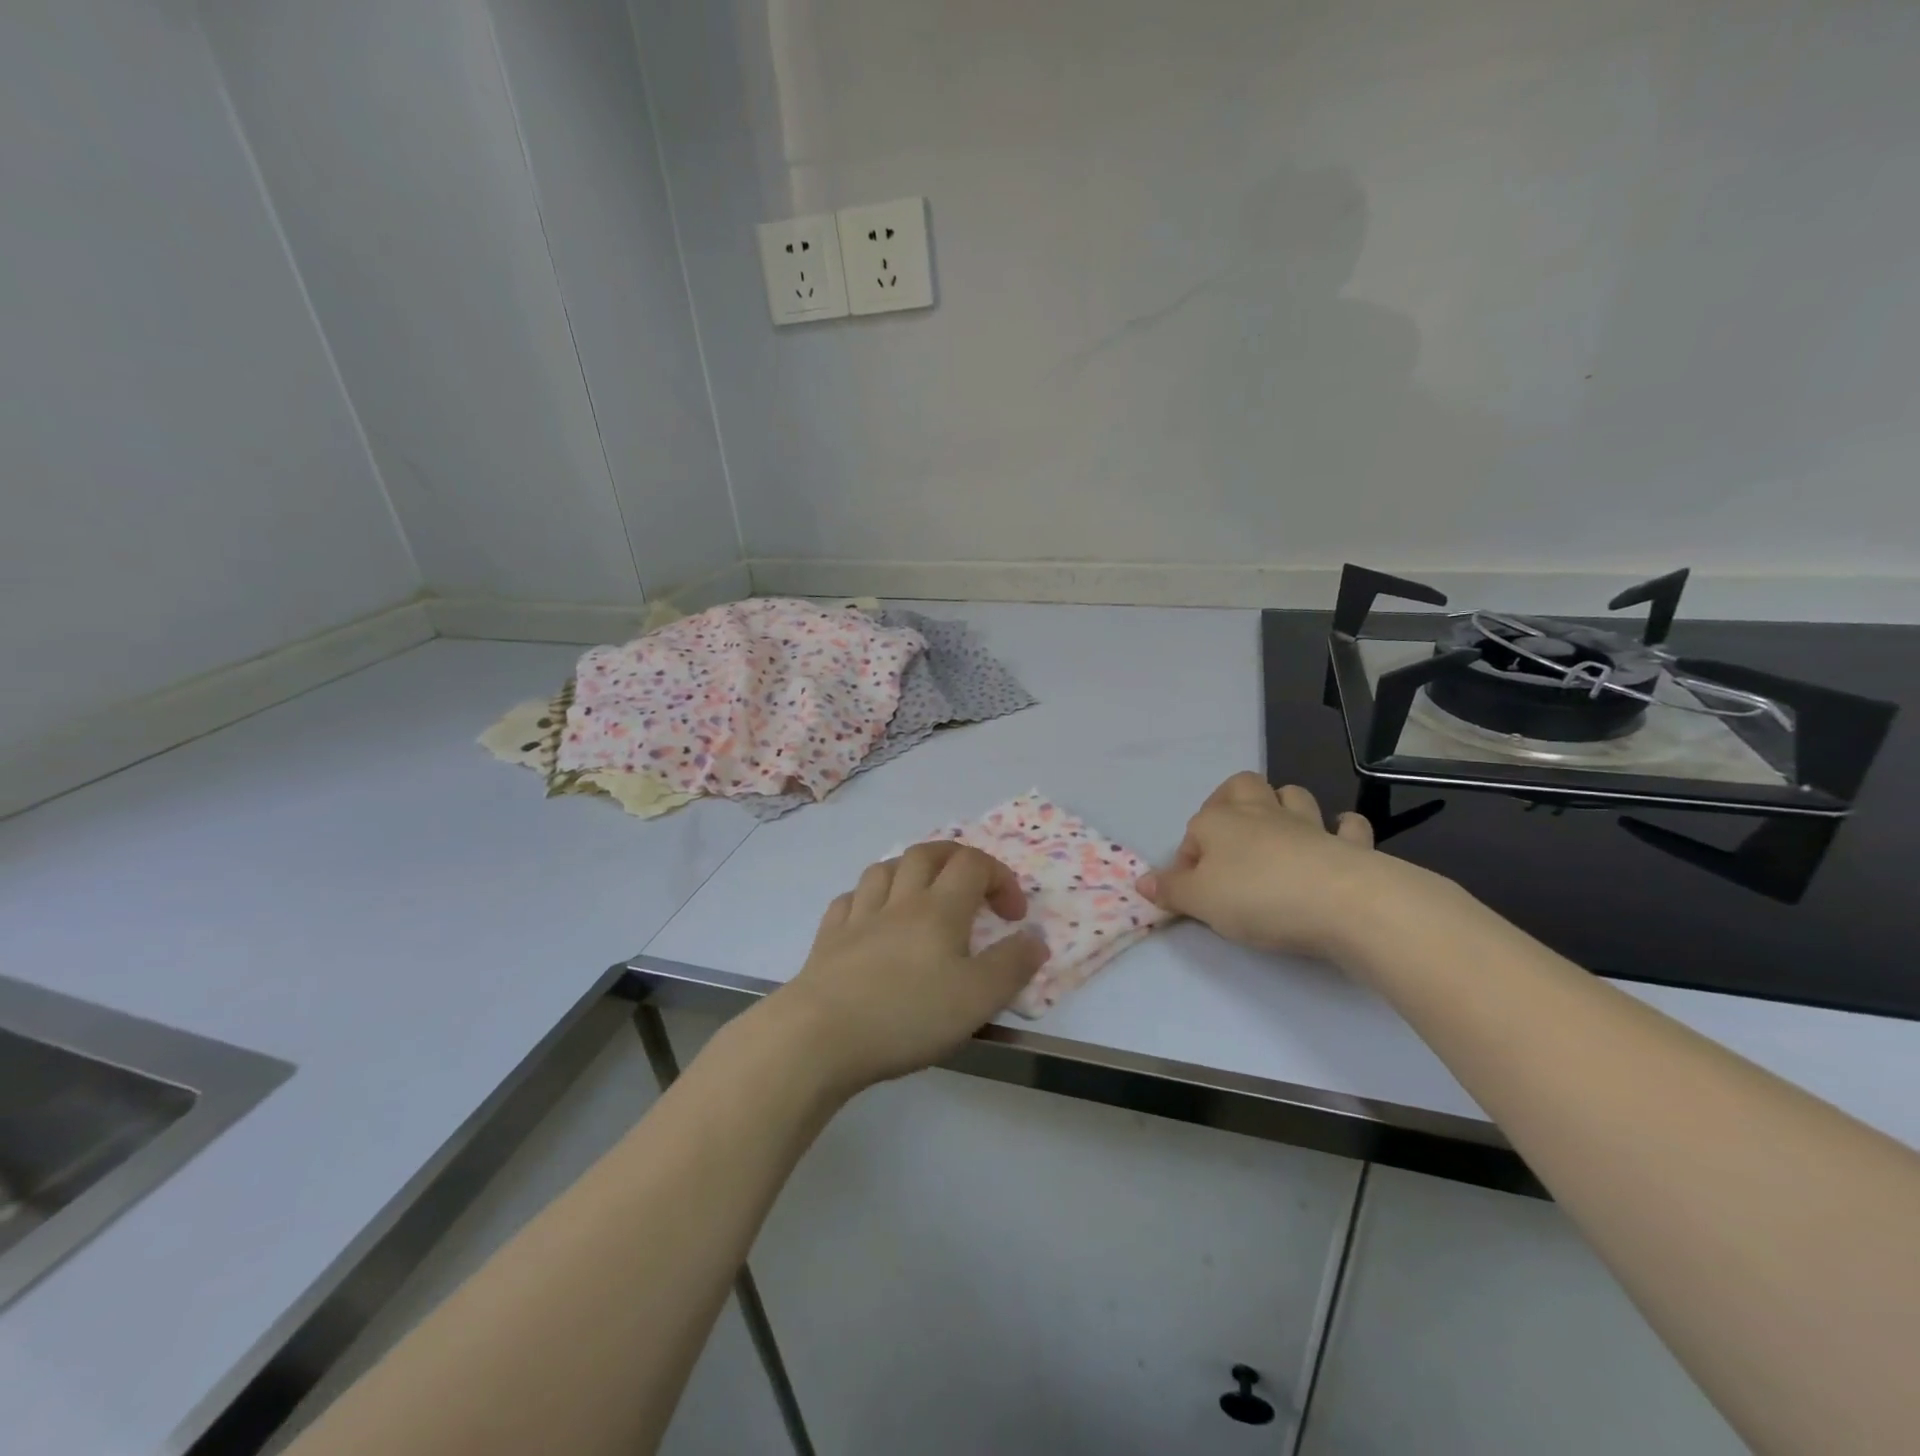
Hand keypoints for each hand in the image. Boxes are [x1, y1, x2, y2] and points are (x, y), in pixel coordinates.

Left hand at [771, 842, 1049, 1093]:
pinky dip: (867, 899)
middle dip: (956, 858)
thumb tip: (1035, 938)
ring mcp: (858, 917)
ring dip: (909, 870)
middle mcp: (899, 901)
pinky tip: (871, 918)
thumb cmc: (907, 1015)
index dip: (1000, 878)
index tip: (1013, 916)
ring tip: (923, 894)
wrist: (819, 1035)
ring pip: (884, 869)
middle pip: (927, 853)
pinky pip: (848, 900)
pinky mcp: (828, 939)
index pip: (974, 865)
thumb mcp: (977, 998)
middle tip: (973, 884)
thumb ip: (1012, 965)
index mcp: (939, 909)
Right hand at [1137, 771, 1402, 961]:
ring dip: (1283, 806)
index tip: (1190, 894)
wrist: (1340, 902)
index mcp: (1218, 822)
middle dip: (1231, 801)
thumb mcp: (1200, 901)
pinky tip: (1337, 838)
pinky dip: (1341, 829)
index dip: (1187, 861)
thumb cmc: (1256, 897)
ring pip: (1291, 795)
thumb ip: (1171, 890)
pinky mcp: (1347, 844)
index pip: (1192, 832)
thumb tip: (1141, 881)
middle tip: (1229, 836)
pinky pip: (1346, 826)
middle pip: (1241, 787)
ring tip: (1278, 832)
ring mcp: (1307, 824)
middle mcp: (1260, 813)